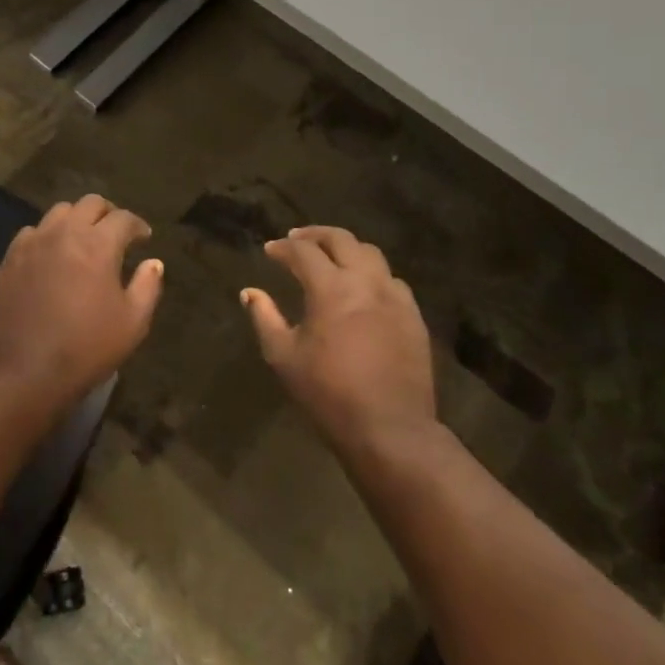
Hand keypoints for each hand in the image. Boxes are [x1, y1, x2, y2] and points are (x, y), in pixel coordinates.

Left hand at [0, 195, 163, 400]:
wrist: (23, 372)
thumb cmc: (86, 348)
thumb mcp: (132, 323)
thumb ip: (147, 287)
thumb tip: (154, 263)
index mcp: (97, 244)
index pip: (123, 218)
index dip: (138, 225)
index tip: (144, 238)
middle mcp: (64, 233)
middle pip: (89, 204)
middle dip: (108, 213)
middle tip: (115, 233)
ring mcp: (32, 244)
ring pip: (58, 213)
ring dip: (76, 221)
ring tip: (82, 241)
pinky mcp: (9, 260)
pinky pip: (31, 233)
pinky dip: (47, 237)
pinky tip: (51, 257)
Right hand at [241, 227, 436, 456]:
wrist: (391, 429)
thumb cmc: (329, 394)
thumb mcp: (284, 357)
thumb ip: (265, 318)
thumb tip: (250, 292)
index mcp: (331, 288)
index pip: (304, 252)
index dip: (283, 248)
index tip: (270, 251)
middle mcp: (366, 282)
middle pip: (342, 239)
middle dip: (315, 235)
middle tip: (297, 240)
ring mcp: (395, 297)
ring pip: (371, 254)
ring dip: (346, 249)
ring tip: (330, 258)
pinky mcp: (413, 316)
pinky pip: (392, 280)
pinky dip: (372, 273)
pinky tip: (363, 288)